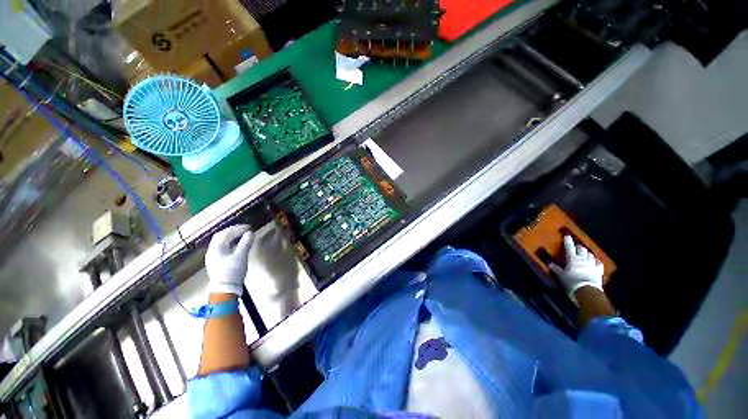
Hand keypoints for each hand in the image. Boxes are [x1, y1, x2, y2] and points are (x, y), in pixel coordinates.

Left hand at [205, 224, 253, 296]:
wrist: (225, 289)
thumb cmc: (232, 271)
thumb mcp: (241, 256)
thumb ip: (246, 243)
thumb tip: (250, 233)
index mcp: (216, 248)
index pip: (226, 233)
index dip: (237, 228)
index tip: (248, 227)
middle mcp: (212, 251)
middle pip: (221, 236)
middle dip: (233, 231)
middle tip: (244, 229)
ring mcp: (213, 257)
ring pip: (221, 242)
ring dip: (231, 236)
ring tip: (241, 235)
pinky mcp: (216, 262)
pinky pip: (222, 248)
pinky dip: (230, 243)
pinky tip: (236, 245)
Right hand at [550, 235, 603, 296]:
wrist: (587, 291)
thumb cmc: (572, 282)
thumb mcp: (561, 275)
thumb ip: (556, 268)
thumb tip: (549, 263)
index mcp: (573, 259)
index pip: (569, 247)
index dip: (568, 241)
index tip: (567, 236)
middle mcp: (583, 259)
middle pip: (582, 249)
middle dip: (579, 246)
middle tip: (576, 246)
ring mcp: (592, 265)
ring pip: (591, 255)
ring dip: (587, 252)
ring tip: (585, 252)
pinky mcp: (599, 271)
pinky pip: (599, 263)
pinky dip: (596, 261)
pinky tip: (596, 261)